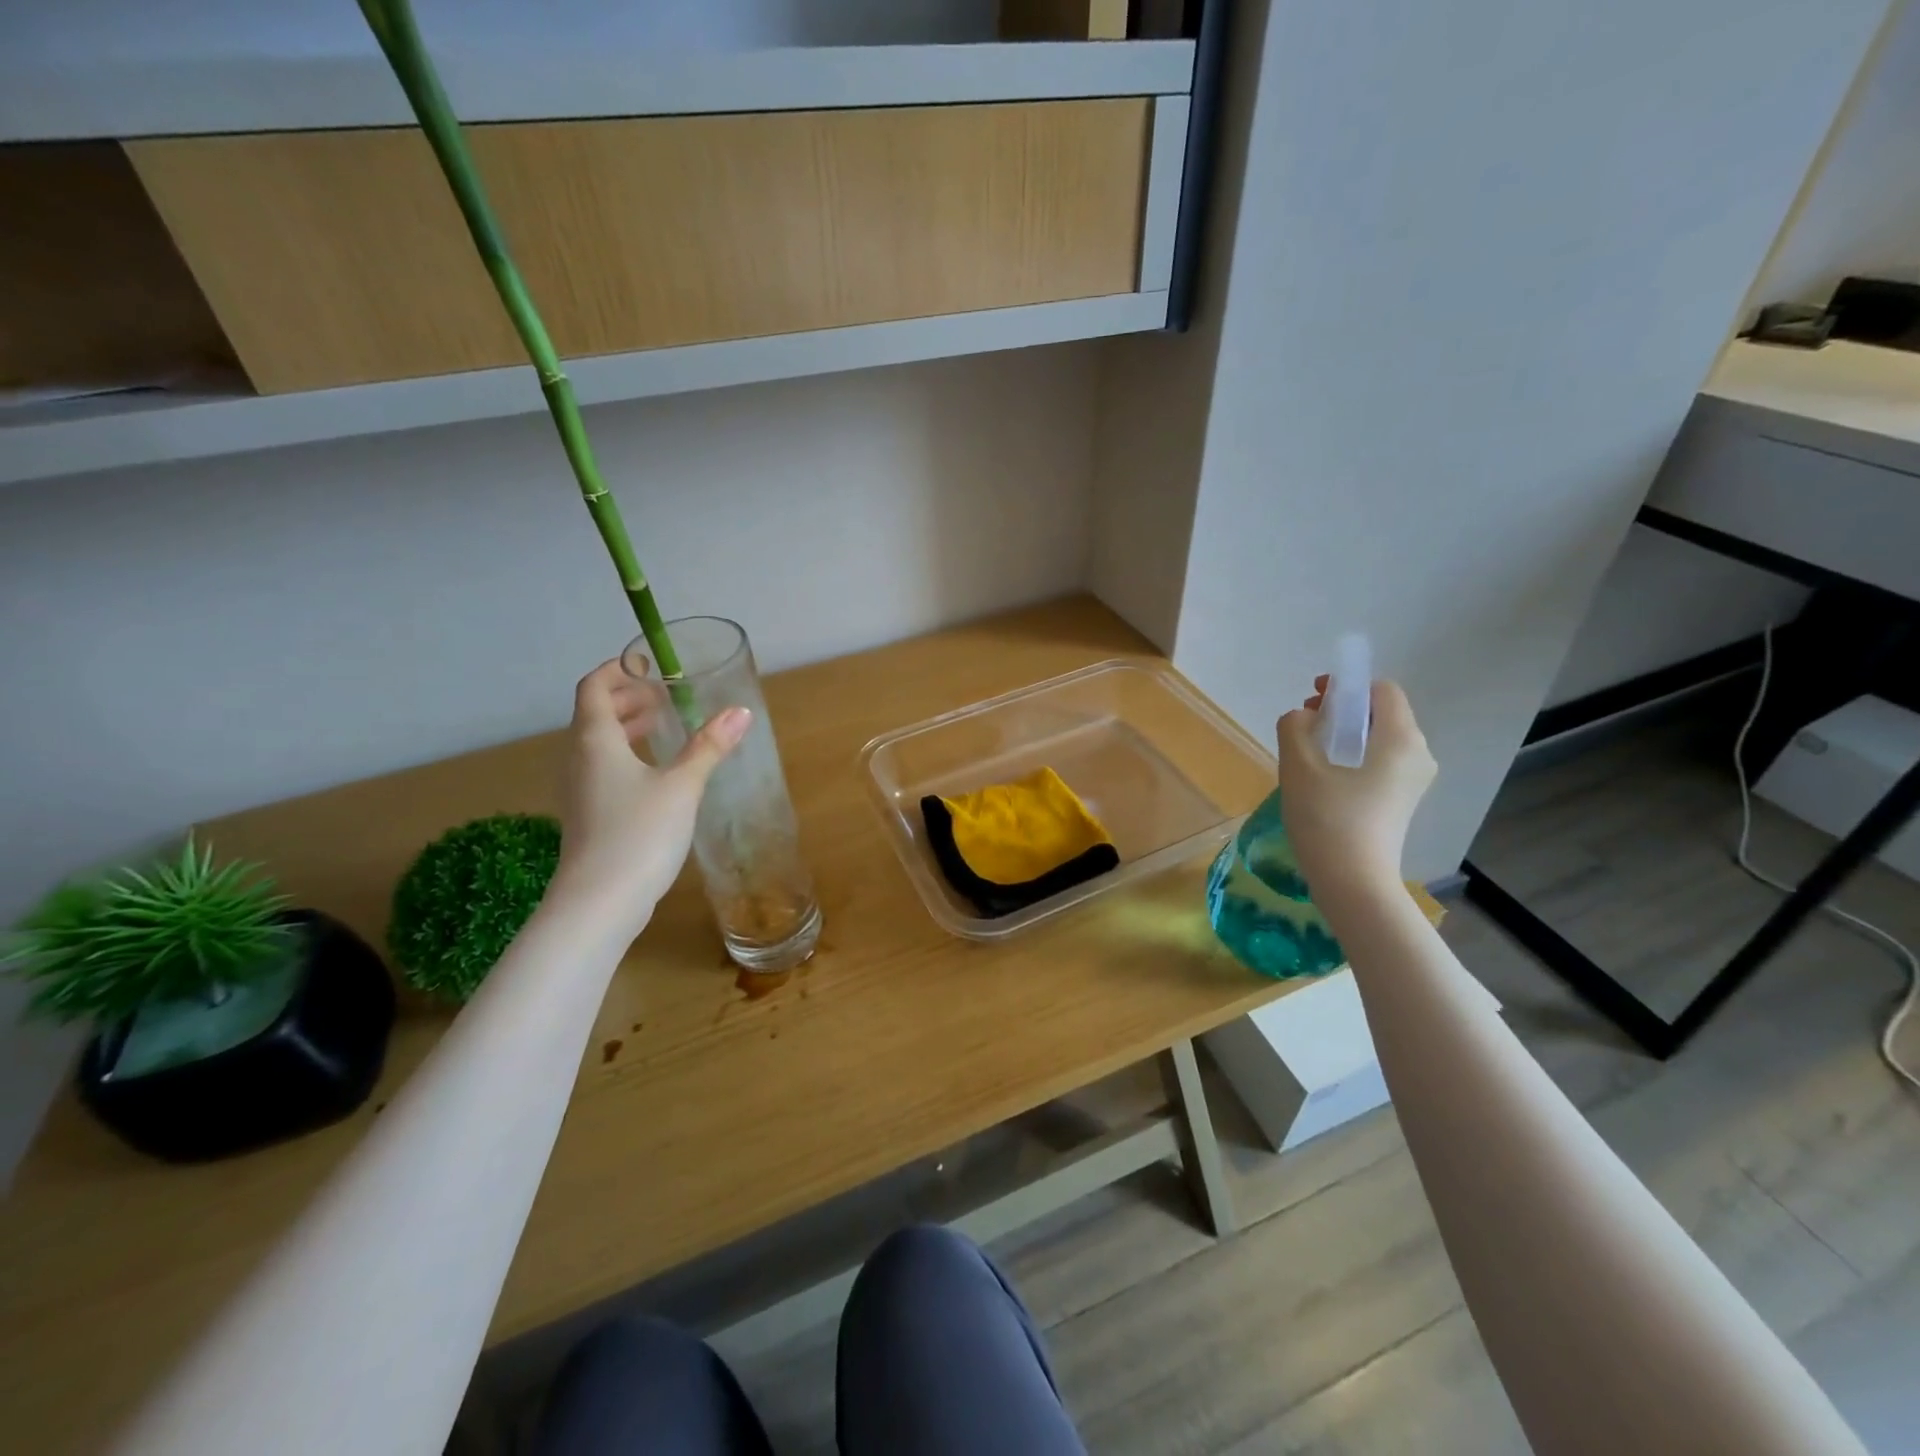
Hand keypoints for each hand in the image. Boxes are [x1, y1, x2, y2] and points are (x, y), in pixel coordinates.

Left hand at [552, 659, 749, 933]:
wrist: (598, 903)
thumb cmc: (638, 834)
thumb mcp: (681, 786)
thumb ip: (709, 747)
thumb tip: (740, 711)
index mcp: (595, 741)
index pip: (593, 687)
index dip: (617, 670)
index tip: (647, 664)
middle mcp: (579, 760)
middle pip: (594, 714)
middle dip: (627, 699)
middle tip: (663, 696)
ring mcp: (579, 791)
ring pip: (597, 744)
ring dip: (626, 728)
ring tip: (662, 727)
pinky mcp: (586, 816)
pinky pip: (601, 769)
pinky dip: (625, 756)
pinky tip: (654, 774)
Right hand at [1276, 677, 1435, 896]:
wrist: (1352, 881)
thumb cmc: (1328, 819)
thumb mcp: (1299, 766)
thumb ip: (1295, 727)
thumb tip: (1301, 717)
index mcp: (1401, 739)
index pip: (1381, 690)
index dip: (1345, 687)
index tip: (1312, 700)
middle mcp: (1417, 754)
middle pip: (1381, 713)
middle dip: (1342, 710)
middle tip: (1305, 725)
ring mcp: (1413, 781)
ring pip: (1379, 739)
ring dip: (1344, 735)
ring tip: (1309, 751)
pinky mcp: (1402, 801)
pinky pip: (1380, 762)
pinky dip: (1353, 757)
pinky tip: (1324, 776)